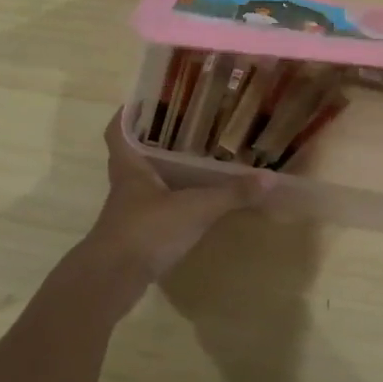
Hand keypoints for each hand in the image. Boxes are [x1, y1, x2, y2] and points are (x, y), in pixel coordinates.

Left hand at [82, 113, 263, 291]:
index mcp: (130, 165)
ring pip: (143, 181)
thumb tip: (270, 178)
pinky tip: (189, 202)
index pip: (119, 130)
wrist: (112, 281)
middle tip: (183, 127)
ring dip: (161, 171)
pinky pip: (151, 208)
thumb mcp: (195, 209)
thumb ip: (231, 194)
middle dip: (153, 141)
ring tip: (192, 160)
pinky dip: (167, 201)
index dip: (128, 114)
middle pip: (132, 154)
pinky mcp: (134, 235)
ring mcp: (127, 211)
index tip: (144, 100)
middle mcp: (125, 183)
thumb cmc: (146, 230)